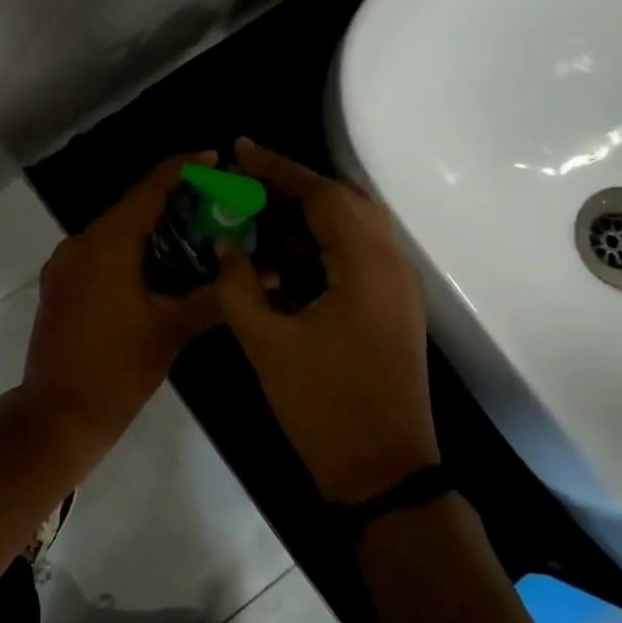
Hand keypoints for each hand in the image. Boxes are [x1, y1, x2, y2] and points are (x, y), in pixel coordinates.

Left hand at [20, 153, 222, 446]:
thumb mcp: (172, 330)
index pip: (148, 189)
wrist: (58, 415)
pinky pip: (98, 253)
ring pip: (113, 231)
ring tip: (193, 233)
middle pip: (130, 207)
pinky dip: (128, 250)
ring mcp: (64, 265)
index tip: (214, 159)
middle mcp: (79, 243)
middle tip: (214, 203)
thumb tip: (264, 275)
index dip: (182, 169)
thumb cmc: (118, 370)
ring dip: (149, 227)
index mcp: (106, 244)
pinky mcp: (60, 285)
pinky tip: (157, 266)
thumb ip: (216, 297)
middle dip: (171, 201)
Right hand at [215, 139, 437, 503]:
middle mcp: (391, 265)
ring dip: (306, 216)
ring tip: (255, 214)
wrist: (382, 472)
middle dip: (292, 186)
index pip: (322, 195)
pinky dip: (318, 246)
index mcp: (366, 266)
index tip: (239, 150)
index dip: (277, 169)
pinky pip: (354, 257)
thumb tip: (225, 243)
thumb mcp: (266, 342)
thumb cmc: (322, 405)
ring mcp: (396, 288)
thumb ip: (238, 284)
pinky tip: (279, 257)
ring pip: (351, 229)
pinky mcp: (391, 309)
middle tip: (245, 180)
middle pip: (343, 203)